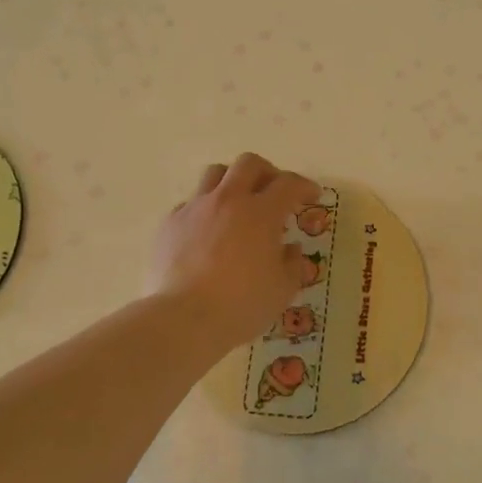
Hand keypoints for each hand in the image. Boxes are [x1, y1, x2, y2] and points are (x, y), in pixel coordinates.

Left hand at [150, 153, 320, 350]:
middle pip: (249, 164)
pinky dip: (205, 210)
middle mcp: (228, 200)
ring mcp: (195, 208)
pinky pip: (190, 203)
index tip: (312, 195)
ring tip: (238, 204)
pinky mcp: (170, 223)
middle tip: (274, 192)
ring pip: (215, 174)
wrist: (182, 319)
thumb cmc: (241, 305)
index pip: (289, 184)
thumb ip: (292, 265)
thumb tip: (289, 249)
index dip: (304, 185)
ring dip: (232, 182)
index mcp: (261, 213)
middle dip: (267, 172)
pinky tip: (207, 233)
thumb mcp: (282, 290)